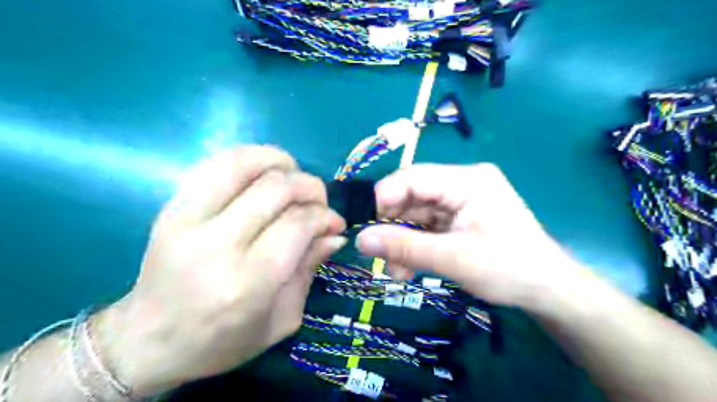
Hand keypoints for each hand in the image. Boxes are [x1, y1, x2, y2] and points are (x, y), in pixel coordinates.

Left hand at [91, 145, 344, 394]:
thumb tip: (335, 233)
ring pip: (243, 164)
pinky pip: (215, 164)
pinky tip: (265, 172)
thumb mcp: (281, 320)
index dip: (324, 216)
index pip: (297, 224)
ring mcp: (187, 220)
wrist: (146, 341)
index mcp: (247, 282)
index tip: (335, 223)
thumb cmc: (221, 342)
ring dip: (281, 162)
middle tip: (319, 201)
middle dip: (310, 187)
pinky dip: (249, 158)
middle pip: (276, 188)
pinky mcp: (171, 207)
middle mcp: (216, 245)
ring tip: (294, 177)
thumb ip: (310, 270)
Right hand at [356, 164, 584, 308]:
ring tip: (397, 271)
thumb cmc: (509, 269)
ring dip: (402, 242)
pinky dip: (414, 246)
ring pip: (416, 215)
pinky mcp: (459, 219)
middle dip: (393, 227)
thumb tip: (359, 241)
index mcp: (467, 180)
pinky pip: (426, 227)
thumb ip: (404, 248)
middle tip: (379, 255)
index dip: (384, 198)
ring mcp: (460, 202)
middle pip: (412, 197)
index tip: (364, 227)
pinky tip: (408, 268)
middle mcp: (461, 184)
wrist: (548, 291)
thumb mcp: (453, 259)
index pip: (413, 177)